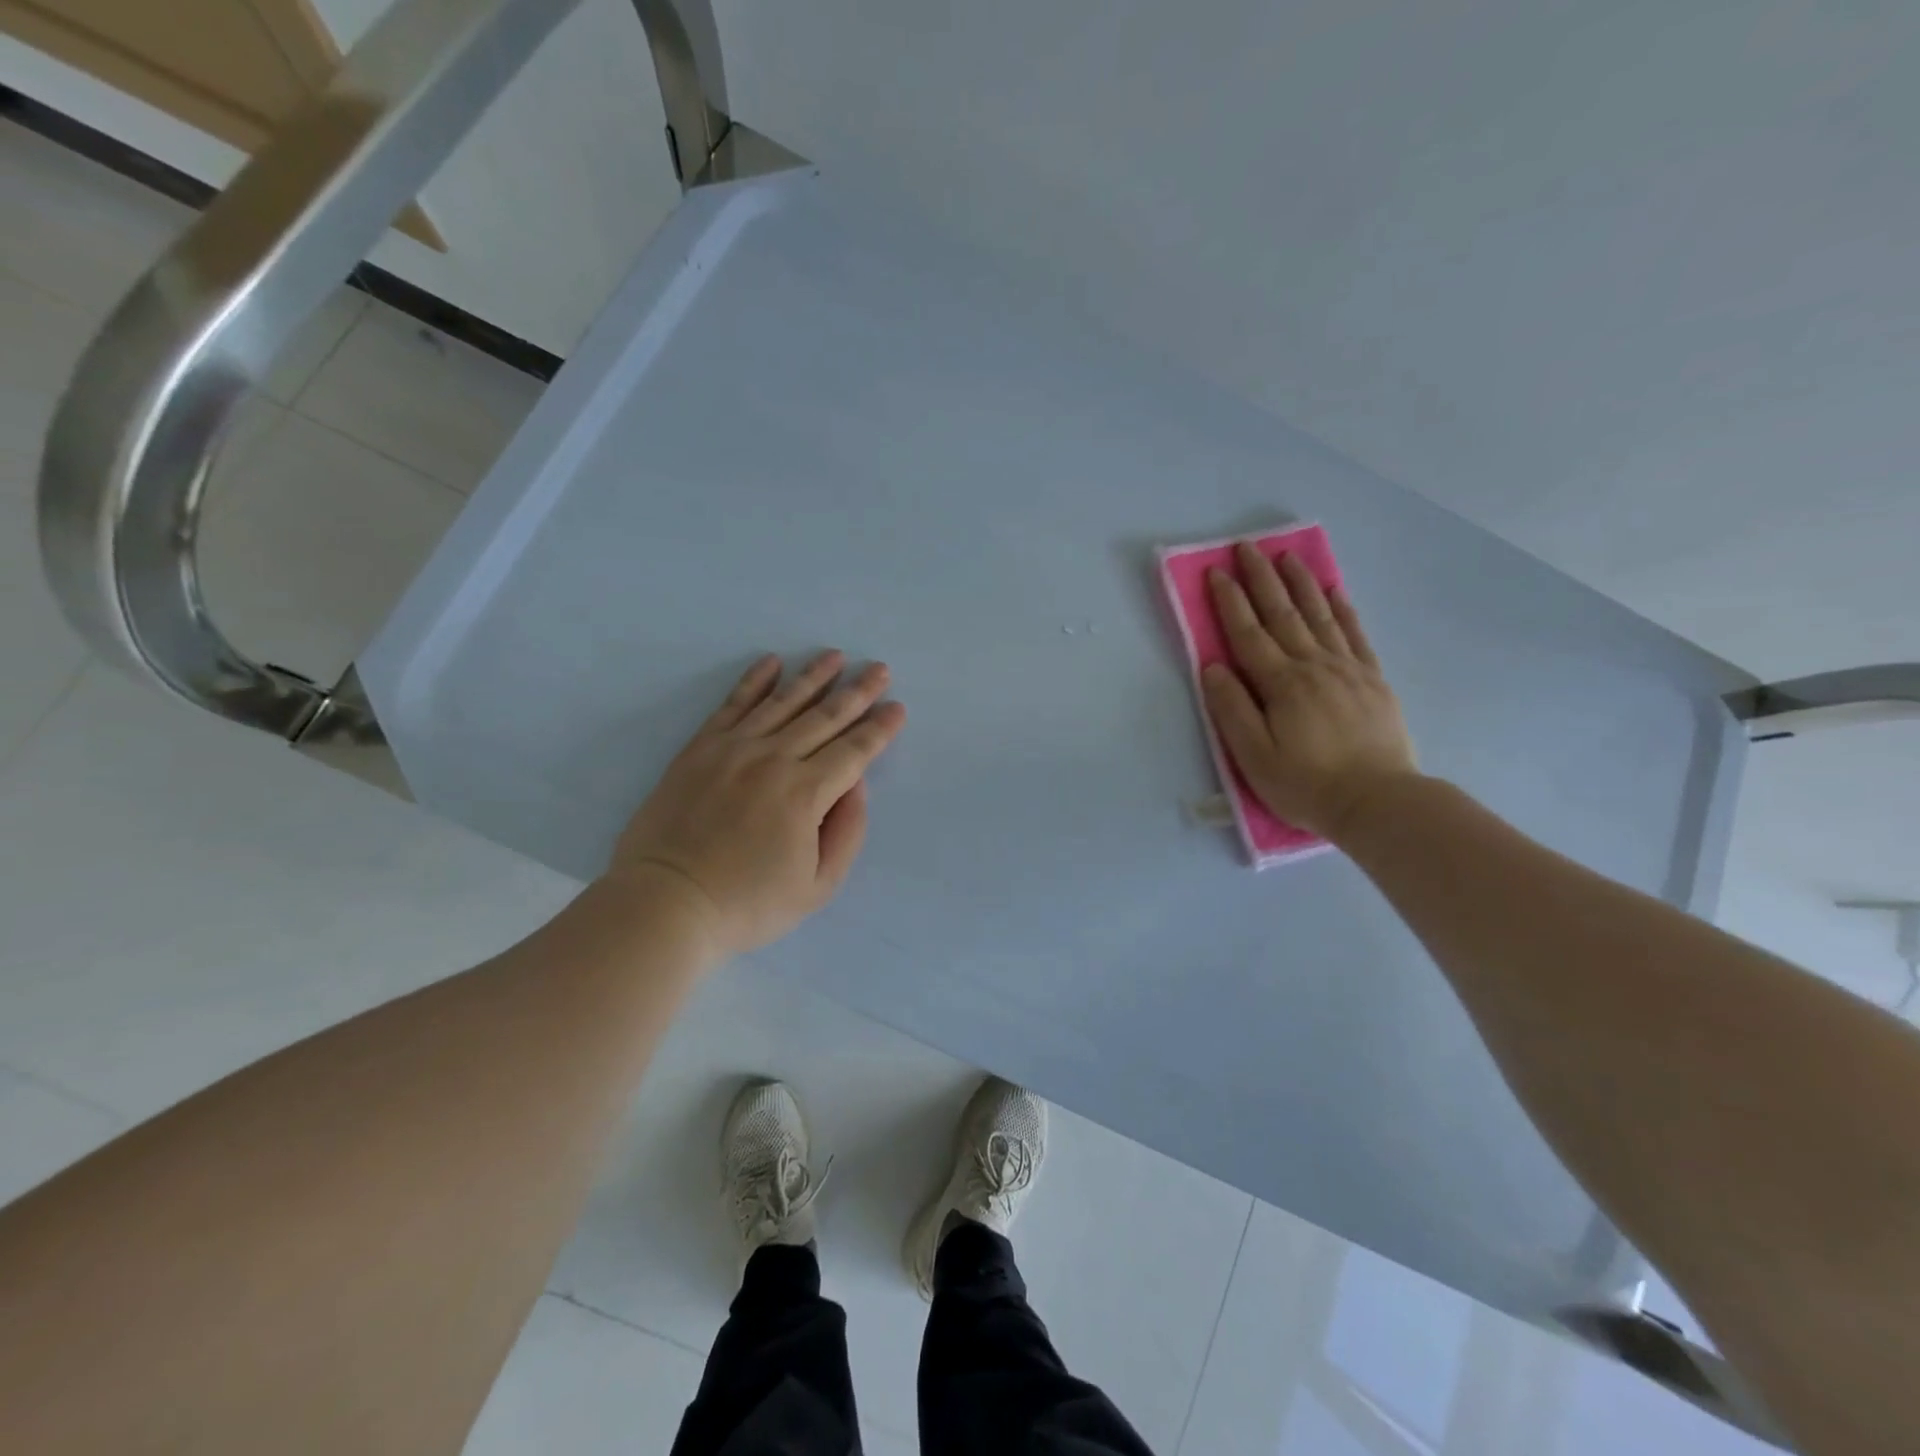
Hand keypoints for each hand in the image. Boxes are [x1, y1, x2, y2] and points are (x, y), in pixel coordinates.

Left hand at [612, 651, 906, 955]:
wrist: (666, 904)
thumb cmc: (748, 904)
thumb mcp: (818, 887)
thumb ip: (846, 831)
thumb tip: (855, 784)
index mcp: (806, 793)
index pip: (854, 750)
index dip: (880, 728)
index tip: (897, 707)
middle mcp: (774, 759)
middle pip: (825, 717)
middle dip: (857, 692)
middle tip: (879, 669)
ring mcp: (733, 749)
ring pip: (783, 702)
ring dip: (813, 676)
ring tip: (835, 655)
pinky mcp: (700, 749)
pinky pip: (733, 704)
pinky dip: (754, 681)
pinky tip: (772, 662)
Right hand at [1201, 542, 1417, 841]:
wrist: (1379, 802)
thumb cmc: (1306, 784)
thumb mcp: (1254, 757)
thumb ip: (1232, 709)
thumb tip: (1213, 668)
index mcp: (1281, 684)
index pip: (1248, 634)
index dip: (1230, 602)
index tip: (1216, 572)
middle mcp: (1313, 666)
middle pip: (1282, 614)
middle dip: (1262, 578)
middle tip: (1248, 546)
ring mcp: (1347, 669)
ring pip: (1320, 616)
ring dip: (1300, 584)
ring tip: (1287, 557)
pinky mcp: (1372, 680)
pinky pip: (1355, 634)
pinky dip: (1343, 609)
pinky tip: (1334, 591)